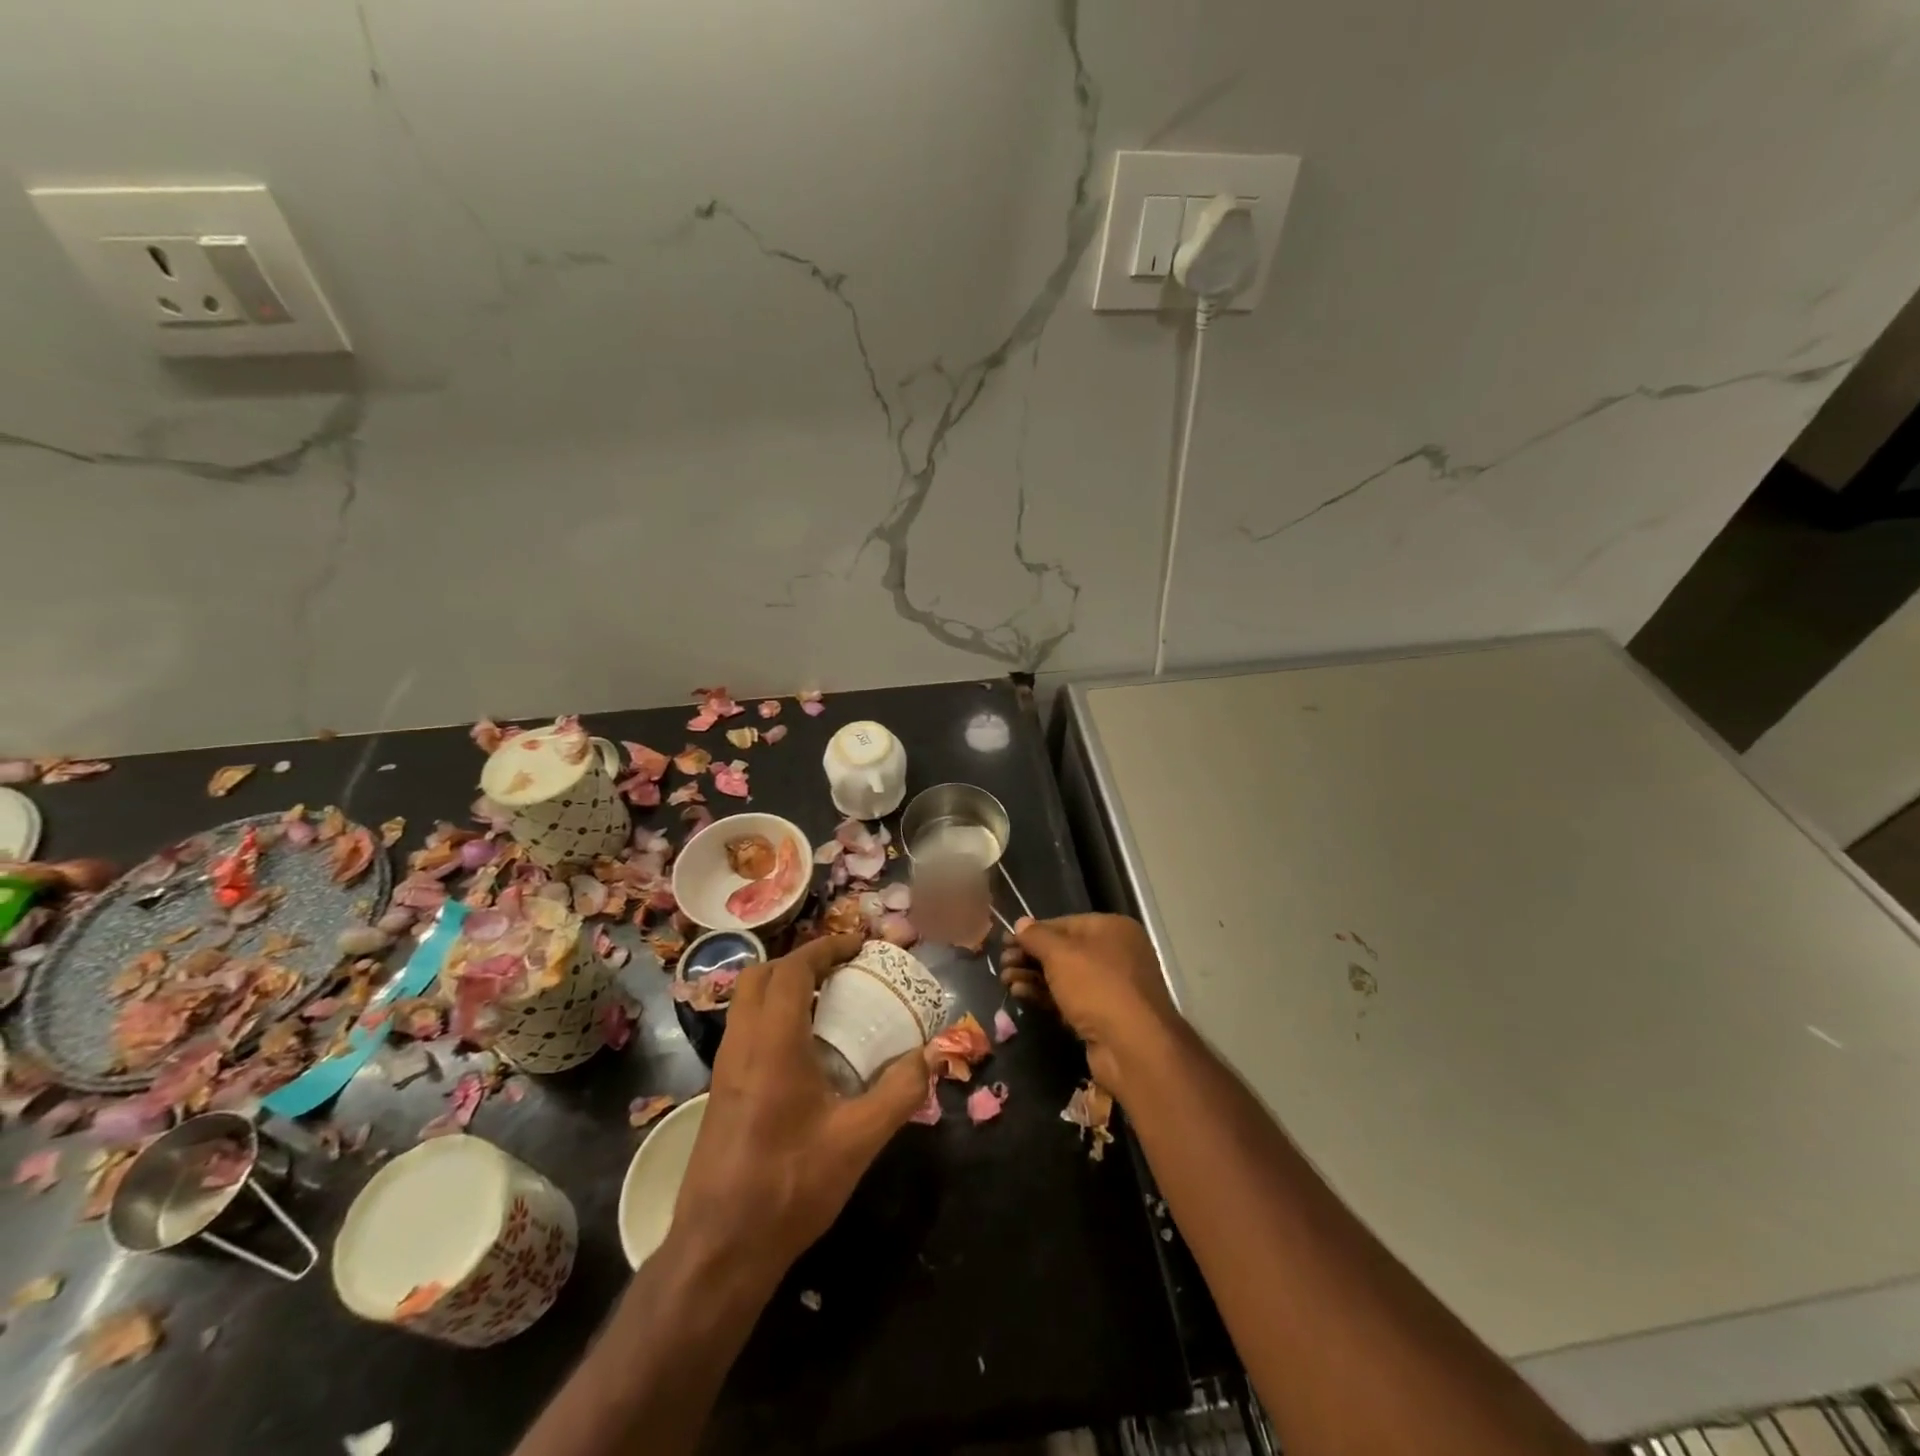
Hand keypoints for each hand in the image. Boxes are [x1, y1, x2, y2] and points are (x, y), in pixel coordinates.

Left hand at [669, 932, 927, 1285]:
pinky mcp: (719, 1092)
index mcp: (772, 1043)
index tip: (858, 946)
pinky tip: (804, 1051)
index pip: (792, 969)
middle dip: (801, 961)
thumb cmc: (789, 1186)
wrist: (719, 1250)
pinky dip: (773, 1016)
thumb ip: (900, 1092)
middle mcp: (741, 1044)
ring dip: (784, 988)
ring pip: (747, 1002)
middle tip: (841, 970)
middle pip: (760, 975)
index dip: (825, 948)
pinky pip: (744, 1029)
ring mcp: (723, 1068)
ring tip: (827, 1002)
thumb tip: (934, 1055)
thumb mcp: (858, 1140)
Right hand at [999, 914, 1179, 1094]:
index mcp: (1112, 928)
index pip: (1064, 923)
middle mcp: (1116, 953)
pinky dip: (1045, 996)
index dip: (1033, 932)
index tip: (1005, 941)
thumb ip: (1037, 936)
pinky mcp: (1103, 1016)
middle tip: (1002, 964)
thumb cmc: (1097, 986)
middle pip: (1063, 951)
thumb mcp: (1061, 954)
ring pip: (1064, 977)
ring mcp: (1112, 987)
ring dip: (1033, 977)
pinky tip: (1020, 995)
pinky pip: (1069, 999)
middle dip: (1030, 957)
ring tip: (1005, 981)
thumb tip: (1020, 922)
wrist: (1133, 1046)